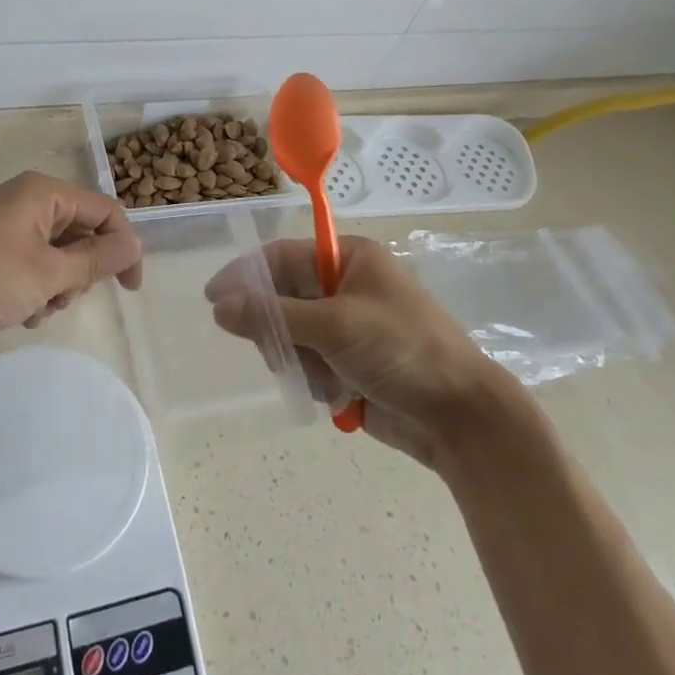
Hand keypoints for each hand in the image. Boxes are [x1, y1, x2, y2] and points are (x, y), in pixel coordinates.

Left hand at [0, 171, 142, 340]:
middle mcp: (26, 199)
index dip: (124, 248)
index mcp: (44, 193)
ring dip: (55, 286)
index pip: (105, 212)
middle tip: (62, 299)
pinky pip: (29, 261)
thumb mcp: (48, 273)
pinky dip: (32, 286)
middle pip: (80, 233)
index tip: (130, 290)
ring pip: (55, 253)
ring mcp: (4, 222)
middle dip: (80, 273)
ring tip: (34, 310)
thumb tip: (135, 244)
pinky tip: (17, 311)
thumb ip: (97, 259)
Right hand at [206, 236, 530, 468]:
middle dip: (279, 329)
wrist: (461, 418)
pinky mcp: (349, 362)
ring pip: (291, 336)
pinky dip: (314, 380)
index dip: (246, 275)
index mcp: (349, 259)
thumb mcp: (336, 326)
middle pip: (282, 298)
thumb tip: (219, 307)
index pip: (282, 257)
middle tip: (282, 352)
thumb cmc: (403, 351)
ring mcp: (348, 326)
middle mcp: (346, 286)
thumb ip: (274, 315)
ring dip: (299, 360)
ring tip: (325, 377)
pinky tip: (338, 394)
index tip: (212, 298)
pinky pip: (308, 364)